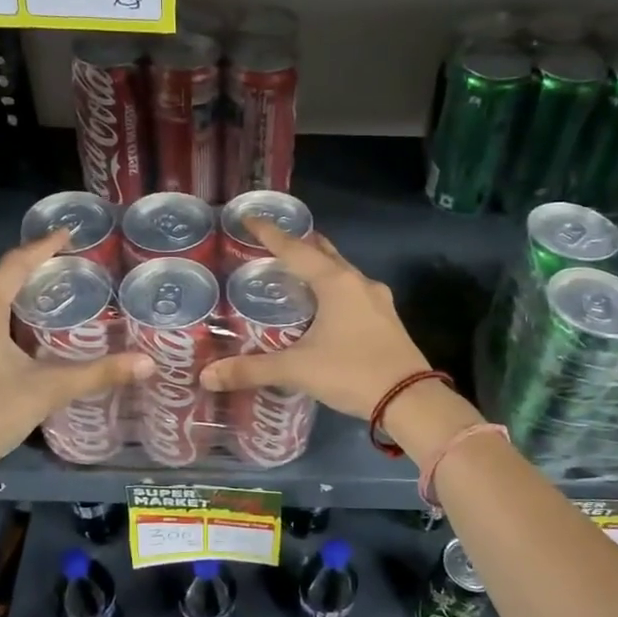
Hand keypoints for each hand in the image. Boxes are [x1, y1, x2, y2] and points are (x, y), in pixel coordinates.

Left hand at [0, 232, 150, 480]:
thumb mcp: (50, 389)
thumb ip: (98, 373)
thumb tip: (147, 362)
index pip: (13, 266)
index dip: (41, 247)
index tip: (67, 233)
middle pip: (0, 284)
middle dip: (33, 271)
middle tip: (67, 267)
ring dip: (20, 299)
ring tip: (53, 300)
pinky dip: (11, 324)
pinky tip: (30, 343)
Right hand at [199, 220, 431, 419]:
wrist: (410, 399)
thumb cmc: (351, 372)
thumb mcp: (297, 370)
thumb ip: (252, 370)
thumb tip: (207, 376)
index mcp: (335, 282)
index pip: (294, 249)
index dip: (269, 233)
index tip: (250, 218)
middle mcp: (358, 282)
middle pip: (323, 252)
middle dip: (299, 245)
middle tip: (272, 243)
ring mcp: (377, 300)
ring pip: (342, 272)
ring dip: (319, 267)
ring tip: (296, 272)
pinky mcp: (386, 319)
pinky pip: (353, 291)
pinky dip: (334, 288)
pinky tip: (325, 306)